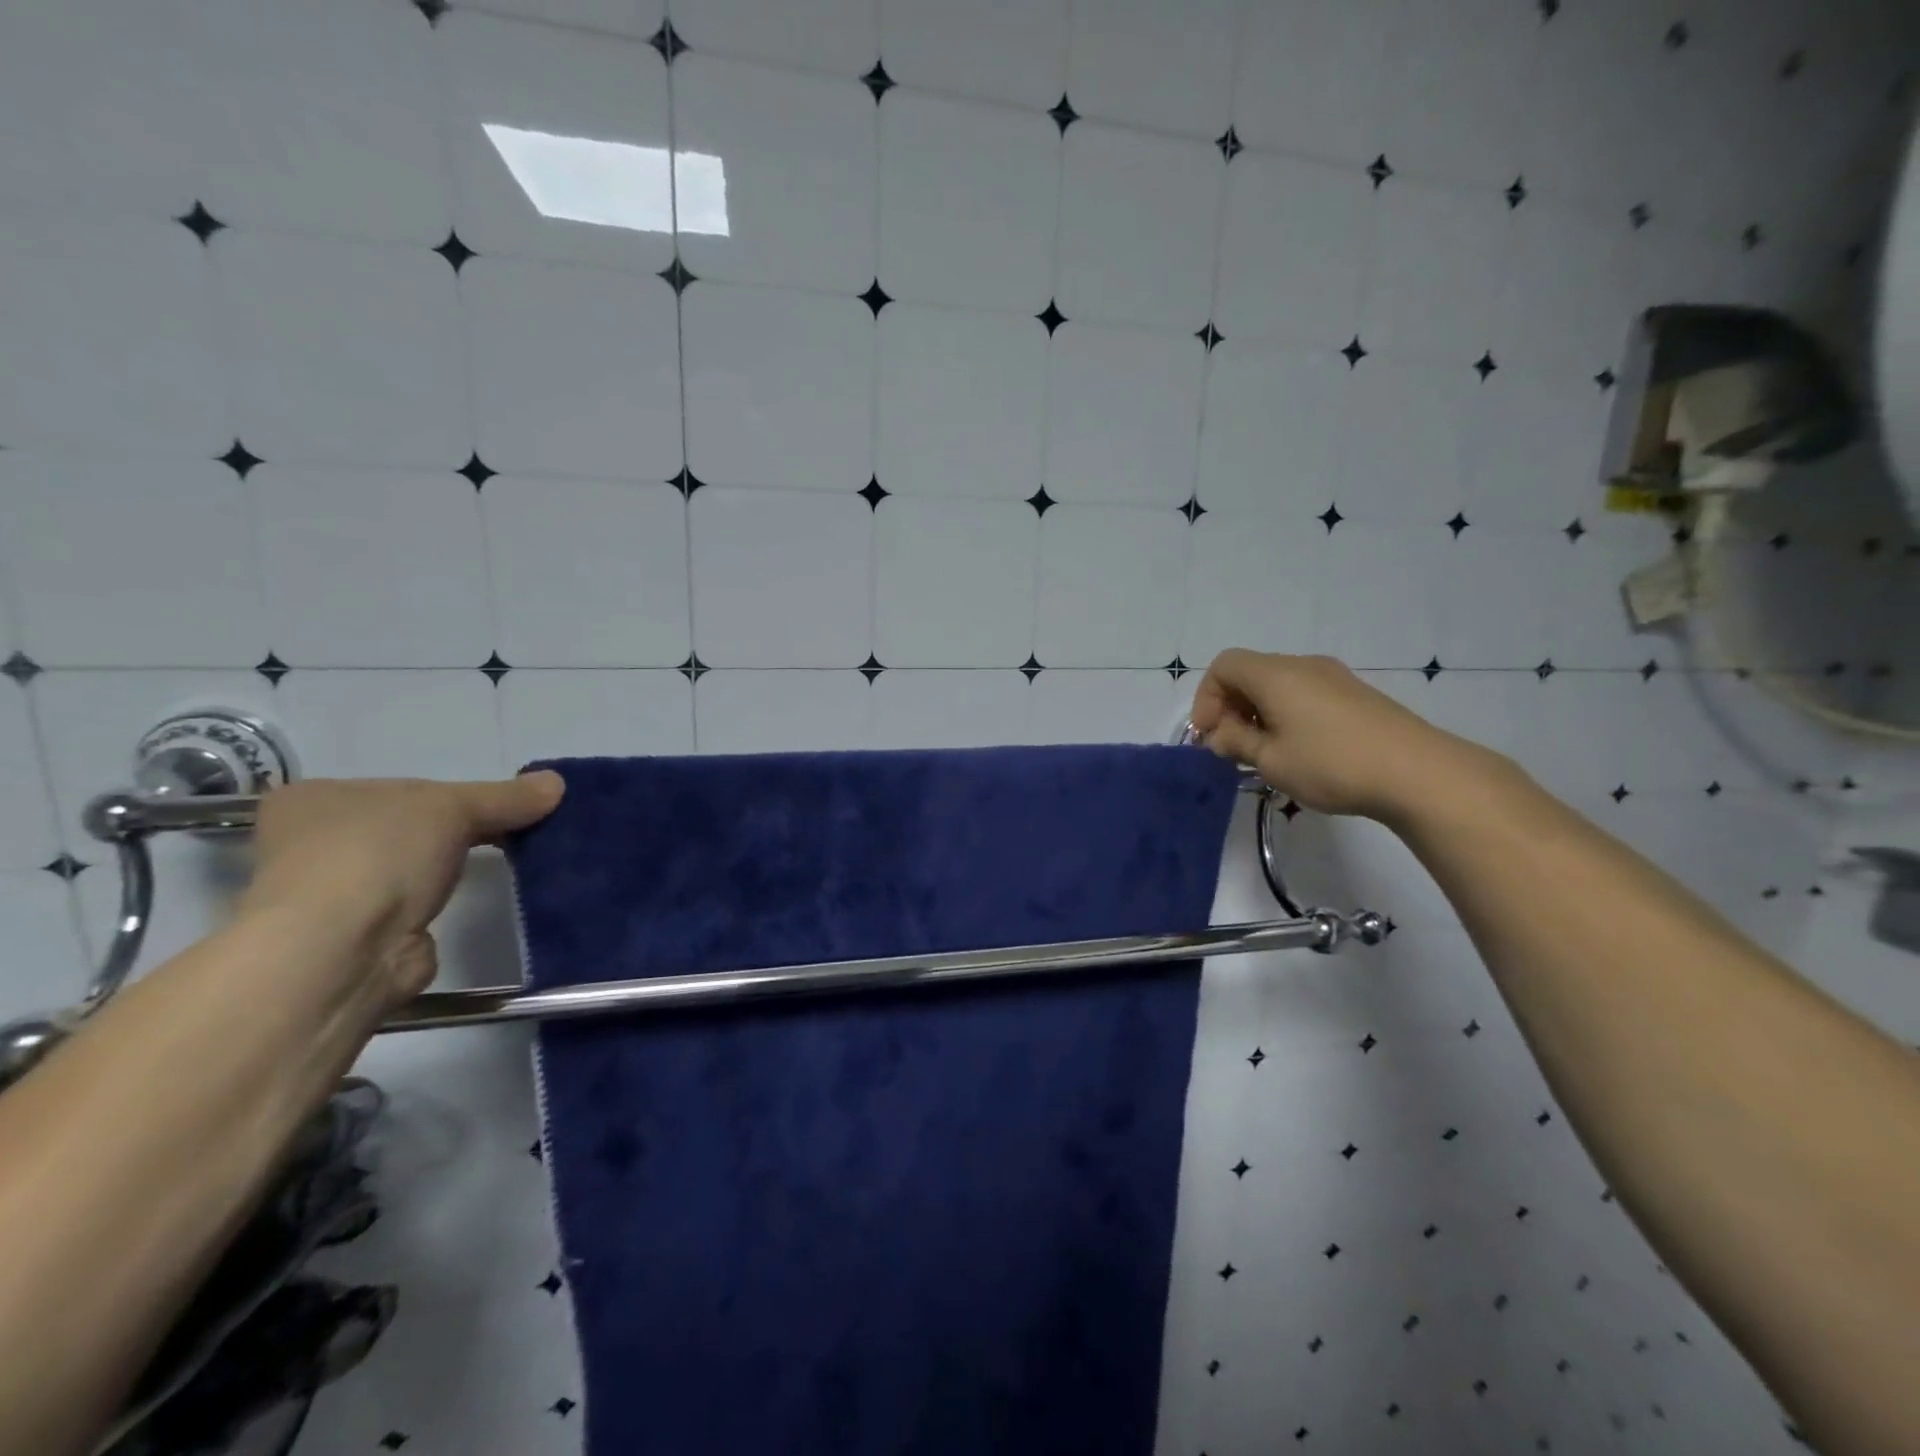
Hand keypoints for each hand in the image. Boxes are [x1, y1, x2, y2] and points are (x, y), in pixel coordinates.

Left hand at [237, 774, 564, 1003]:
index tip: (494, 805)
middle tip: (510, 830)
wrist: (342, 950)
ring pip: (411, 865)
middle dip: (456, 829)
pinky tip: (470, 897)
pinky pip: (414, 903)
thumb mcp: (454, 807)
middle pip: (408, 825)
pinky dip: (442, 901)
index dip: (451, 793)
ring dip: (449, 866)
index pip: (401, 787)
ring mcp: (330, 892)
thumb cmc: (379, 855)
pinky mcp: (358, 934)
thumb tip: (557, 782)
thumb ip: (505, 796)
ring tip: (501, 862)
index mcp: (315, 799)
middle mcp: (309, 843)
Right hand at [1190, 650, 1485, 821]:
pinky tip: (1298, 750)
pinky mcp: (1356, 695)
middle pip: (1250, 673)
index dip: (1206, 698)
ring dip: (1259, 713)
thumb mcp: (1271, 761)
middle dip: (1230, 707)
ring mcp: (1334, 677)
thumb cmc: (1331, 764)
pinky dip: (1286, 714)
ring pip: (1278, 685)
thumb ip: (1236, 743)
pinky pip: (1304, 694)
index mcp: (1275, 674)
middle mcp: (1303, 665)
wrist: (1418, 772)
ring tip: (1263, 753)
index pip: (1224, 666)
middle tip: (1230, 748)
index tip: (1209, 736)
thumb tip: (1219, 735)